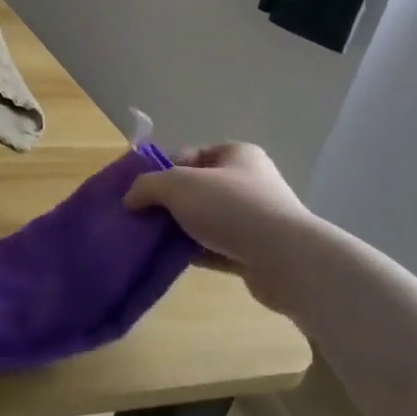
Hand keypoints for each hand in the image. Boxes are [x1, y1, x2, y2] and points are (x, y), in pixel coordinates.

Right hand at [124, 142, 316, 313]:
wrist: (286, 260)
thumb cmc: (230, 207)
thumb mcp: (177, 185)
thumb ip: (147, 186)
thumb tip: (130, 200)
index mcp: (237, 154)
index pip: (192, 155)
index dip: (165, 169)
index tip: (146, 190)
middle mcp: (251, 182)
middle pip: (198, 188)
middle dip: (171, 202)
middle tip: (146, 216)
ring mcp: (257, 219)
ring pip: (207, 219)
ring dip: (183, 228)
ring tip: (156, 240)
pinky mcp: (258, 252)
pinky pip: (218, 247)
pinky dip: (197, 251)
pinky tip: (177, 259)